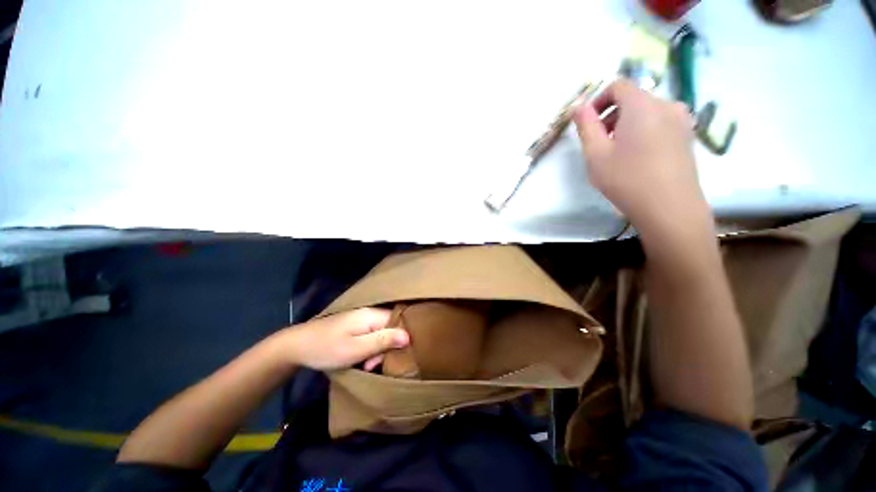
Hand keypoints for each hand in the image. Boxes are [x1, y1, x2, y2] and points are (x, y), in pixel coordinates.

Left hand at [276, 308, 408, 370]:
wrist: (296, 346)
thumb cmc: (327, 349)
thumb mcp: (356, 349)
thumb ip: (383, 341)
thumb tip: (409, 335)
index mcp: (372, 315)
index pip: (398, 320)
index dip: (402, 337)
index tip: (396, 355)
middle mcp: (369, 313)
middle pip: (390, 327)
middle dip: (387, 348)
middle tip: (373, 365)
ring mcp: (361, 319)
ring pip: (381, 333)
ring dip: (377, 350)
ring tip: (366, 366)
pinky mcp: (355, 326)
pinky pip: (371, 335)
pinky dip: (369, 348)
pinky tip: (361, 360)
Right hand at [573, 79, 710, 245]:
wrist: (669, 206)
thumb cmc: (626, 178)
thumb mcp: (595, 154)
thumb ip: (585, 126)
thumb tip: (578, 106)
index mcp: (642, 105)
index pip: (618, 86)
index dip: (598, 100)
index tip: (587, 123)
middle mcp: (666, 105)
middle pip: (633, 98)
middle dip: (611, 115)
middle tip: (598, 142)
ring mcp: (681, 121)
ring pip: (647, 112)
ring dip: (626, 124)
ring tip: (616, 152)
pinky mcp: (688, 137)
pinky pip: (660, 124)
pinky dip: (643, 132)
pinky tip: (637, 157)